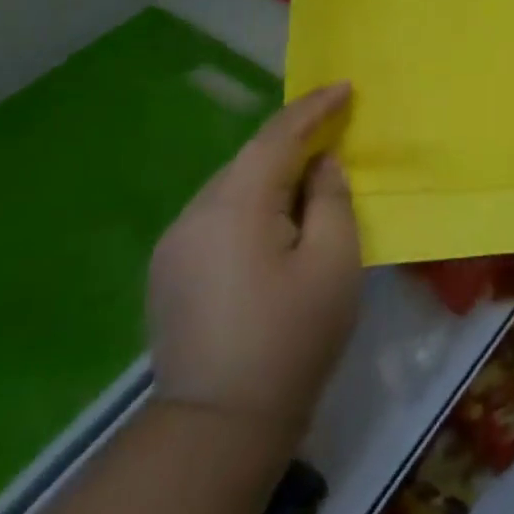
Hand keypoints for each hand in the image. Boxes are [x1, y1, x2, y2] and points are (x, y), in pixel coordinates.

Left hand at [147, 83, 361, 440]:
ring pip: (231, 189)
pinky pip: (217, 218)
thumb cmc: (291, 337)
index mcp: (235, 205)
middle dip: (293, 143)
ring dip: (271, 178)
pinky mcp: (169, 273)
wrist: (219, 426)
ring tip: (309, 187)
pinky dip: (250, 208)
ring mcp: (174, 245)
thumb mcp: (334, 262)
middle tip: (335, 136)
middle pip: (250, 160)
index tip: (344, 88)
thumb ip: (331, 199)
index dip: (313, 107)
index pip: (276, 137)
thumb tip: (320, 166)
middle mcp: (194, 214)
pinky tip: (273, 230)